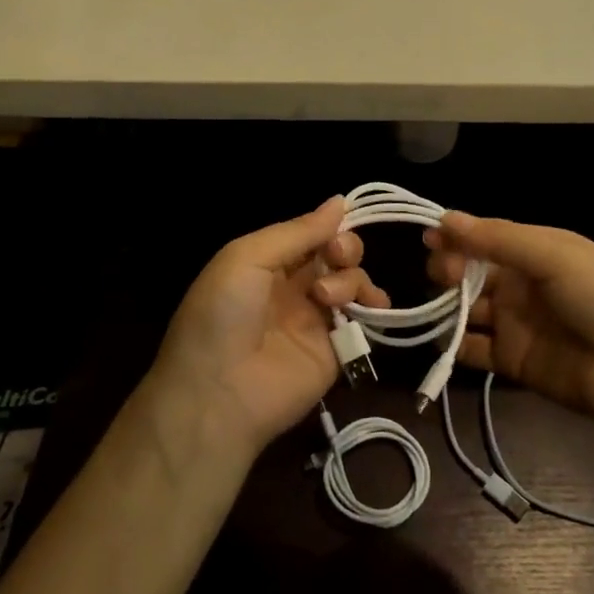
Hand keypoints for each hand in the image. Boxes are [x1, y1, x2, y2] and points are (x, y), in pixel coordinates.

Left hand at [150, 198, 389, 456]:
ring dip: (350, 278)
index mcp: (267, 262)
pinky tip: (371, 307)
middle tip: (335, 257)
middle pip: (336, 254)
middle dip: (344, 247)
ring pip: (352, 281)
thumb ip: (297, 232)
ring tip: (328, 298)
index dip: (328, 225)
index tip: (340, 224)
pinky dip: (374, 307)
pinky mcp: (336, 350)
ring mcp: (316, 319)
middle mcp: (293, 286)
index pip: (309, 233)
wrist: (219, 392)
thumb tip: (340, 201)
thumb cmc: (223, 314)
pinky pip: (364, 320)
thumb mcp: (247, 258)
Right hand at [424, 212, 593, 432]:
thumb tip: (444, 218)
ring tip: (440, 305)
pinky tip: (445, 339)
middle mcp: (521, 283)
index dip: (456, 236)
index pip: (485, 237)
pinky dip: (454, 345)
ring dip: (447, 304)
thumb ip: (497, 239)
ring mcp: (515, 323)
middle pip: (470, 271)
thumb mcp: (555, 255)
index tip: (428, 238)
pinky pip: (473, 349)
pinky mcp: (511, 361)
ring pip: (466, 308)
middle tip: (442, 275)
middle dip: (449, 268)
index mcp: (536, 250)